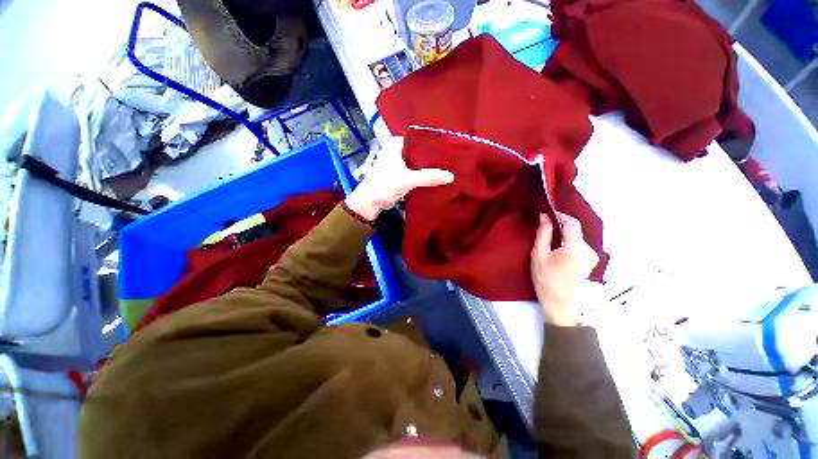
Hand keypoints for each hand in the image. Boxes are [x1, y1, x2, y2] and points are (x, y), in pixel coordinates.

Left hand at [344, 137, 453, 220]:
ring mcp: (398, 165)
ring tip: (446, 168)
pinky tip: (435, 178)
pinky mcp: (399, 177)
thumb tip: (451, 176)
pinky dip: (422, 176)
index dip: (431, 143)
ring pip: (416, 164)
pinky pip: (414, 174)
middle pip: (418, 152)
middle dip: (431, 157)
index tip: (446, 147)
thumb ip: (429, 177)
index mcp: (395, 146)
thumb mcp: (408, 180)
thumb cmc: (385, 185)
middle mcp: (396, 153)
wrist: (371, 203)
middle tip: (449, 159)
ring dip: (427, 168)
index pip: (417, 139)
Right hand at [531, 212, 598, 326]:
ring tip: (549, 239)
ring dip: (564, 234)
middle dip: (560, 225)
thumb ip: (543, 233)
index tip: (546, 214)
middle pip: (576, 229)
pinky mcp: (590, 261)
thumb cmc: (546, 279)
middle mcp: (589, 249)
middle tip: (544, 227)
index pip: (572, 222)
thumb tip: (544, 216)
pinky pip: (579, 245)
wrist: (560, 303)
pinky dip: (568, 242)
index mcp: (576, 247)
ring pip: (577, 237)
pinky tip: (557, 249)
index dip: (560, 215)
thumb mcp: (539, 255)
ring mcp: (592, 256)